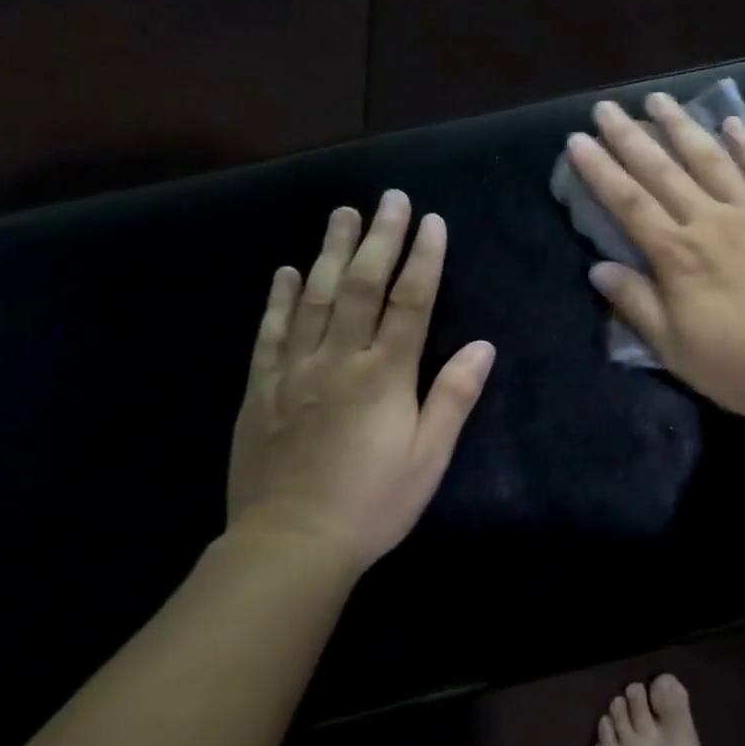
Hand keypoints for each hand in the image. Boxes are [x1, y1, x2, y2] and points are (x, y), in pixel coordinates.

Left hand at [226, 194, 495, 573]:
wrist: (288, 546)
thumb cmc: (372, 503)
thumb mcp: (428, 457)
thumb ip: (453, 397)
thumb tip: (483, 345)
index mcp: (384, 376)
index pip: (410, 303)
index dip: (423, 259)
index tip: (432, 222)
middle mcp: (338, 360)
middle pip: (361, 286)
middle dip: (379, 238)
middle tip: (389, 199)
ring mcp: (294, 371)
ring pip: (314, 298)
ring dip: (330, 251)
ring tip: (342, 213)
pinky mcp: (261, 389)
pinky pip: (271, 333)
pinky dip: (280, 298)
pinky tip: (287, 270)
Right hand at [567, 93, 744, 420]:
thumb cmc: (742, 364)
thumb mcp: (675, 348)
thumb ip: (636, 304)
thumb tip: (597, 268)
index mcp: (679, 255)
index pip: (628, 203)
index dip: (601, 170)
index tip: (578, 140)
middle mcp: (712, 220)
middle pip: (664, 171)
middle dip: (631, 137)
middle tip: (607, 107)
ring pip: (712, 158)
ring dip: (683, 126)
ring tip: (660, 99)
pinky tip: (733, 122)